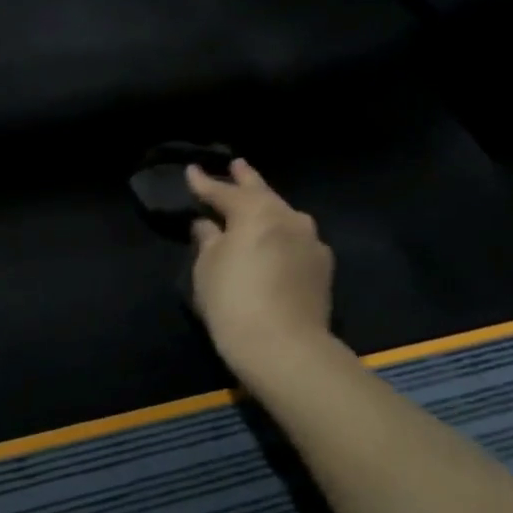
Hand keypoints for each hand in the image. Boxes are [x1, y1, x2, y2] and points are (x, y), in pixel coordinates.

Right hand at [186, 159, 335, 383]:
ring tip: (256, 200)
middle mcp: (288, 218)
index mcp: (255, 212)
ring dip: (267, 205)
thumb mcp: (207, 267)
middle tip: (236, 164)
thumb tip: (208, 225)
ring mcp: (311, 241)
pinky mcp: (322, 266)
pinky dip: (282, 232)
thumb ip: (207, 238)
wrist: (284, 347)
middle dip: (246, 179)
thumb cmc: (233, 301)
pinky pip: (297, 238)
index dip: (204, 183)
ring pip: (284, 214)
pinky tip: (276, 238)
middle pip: (262, 193)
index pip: (224, 191)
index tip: (191, 171)